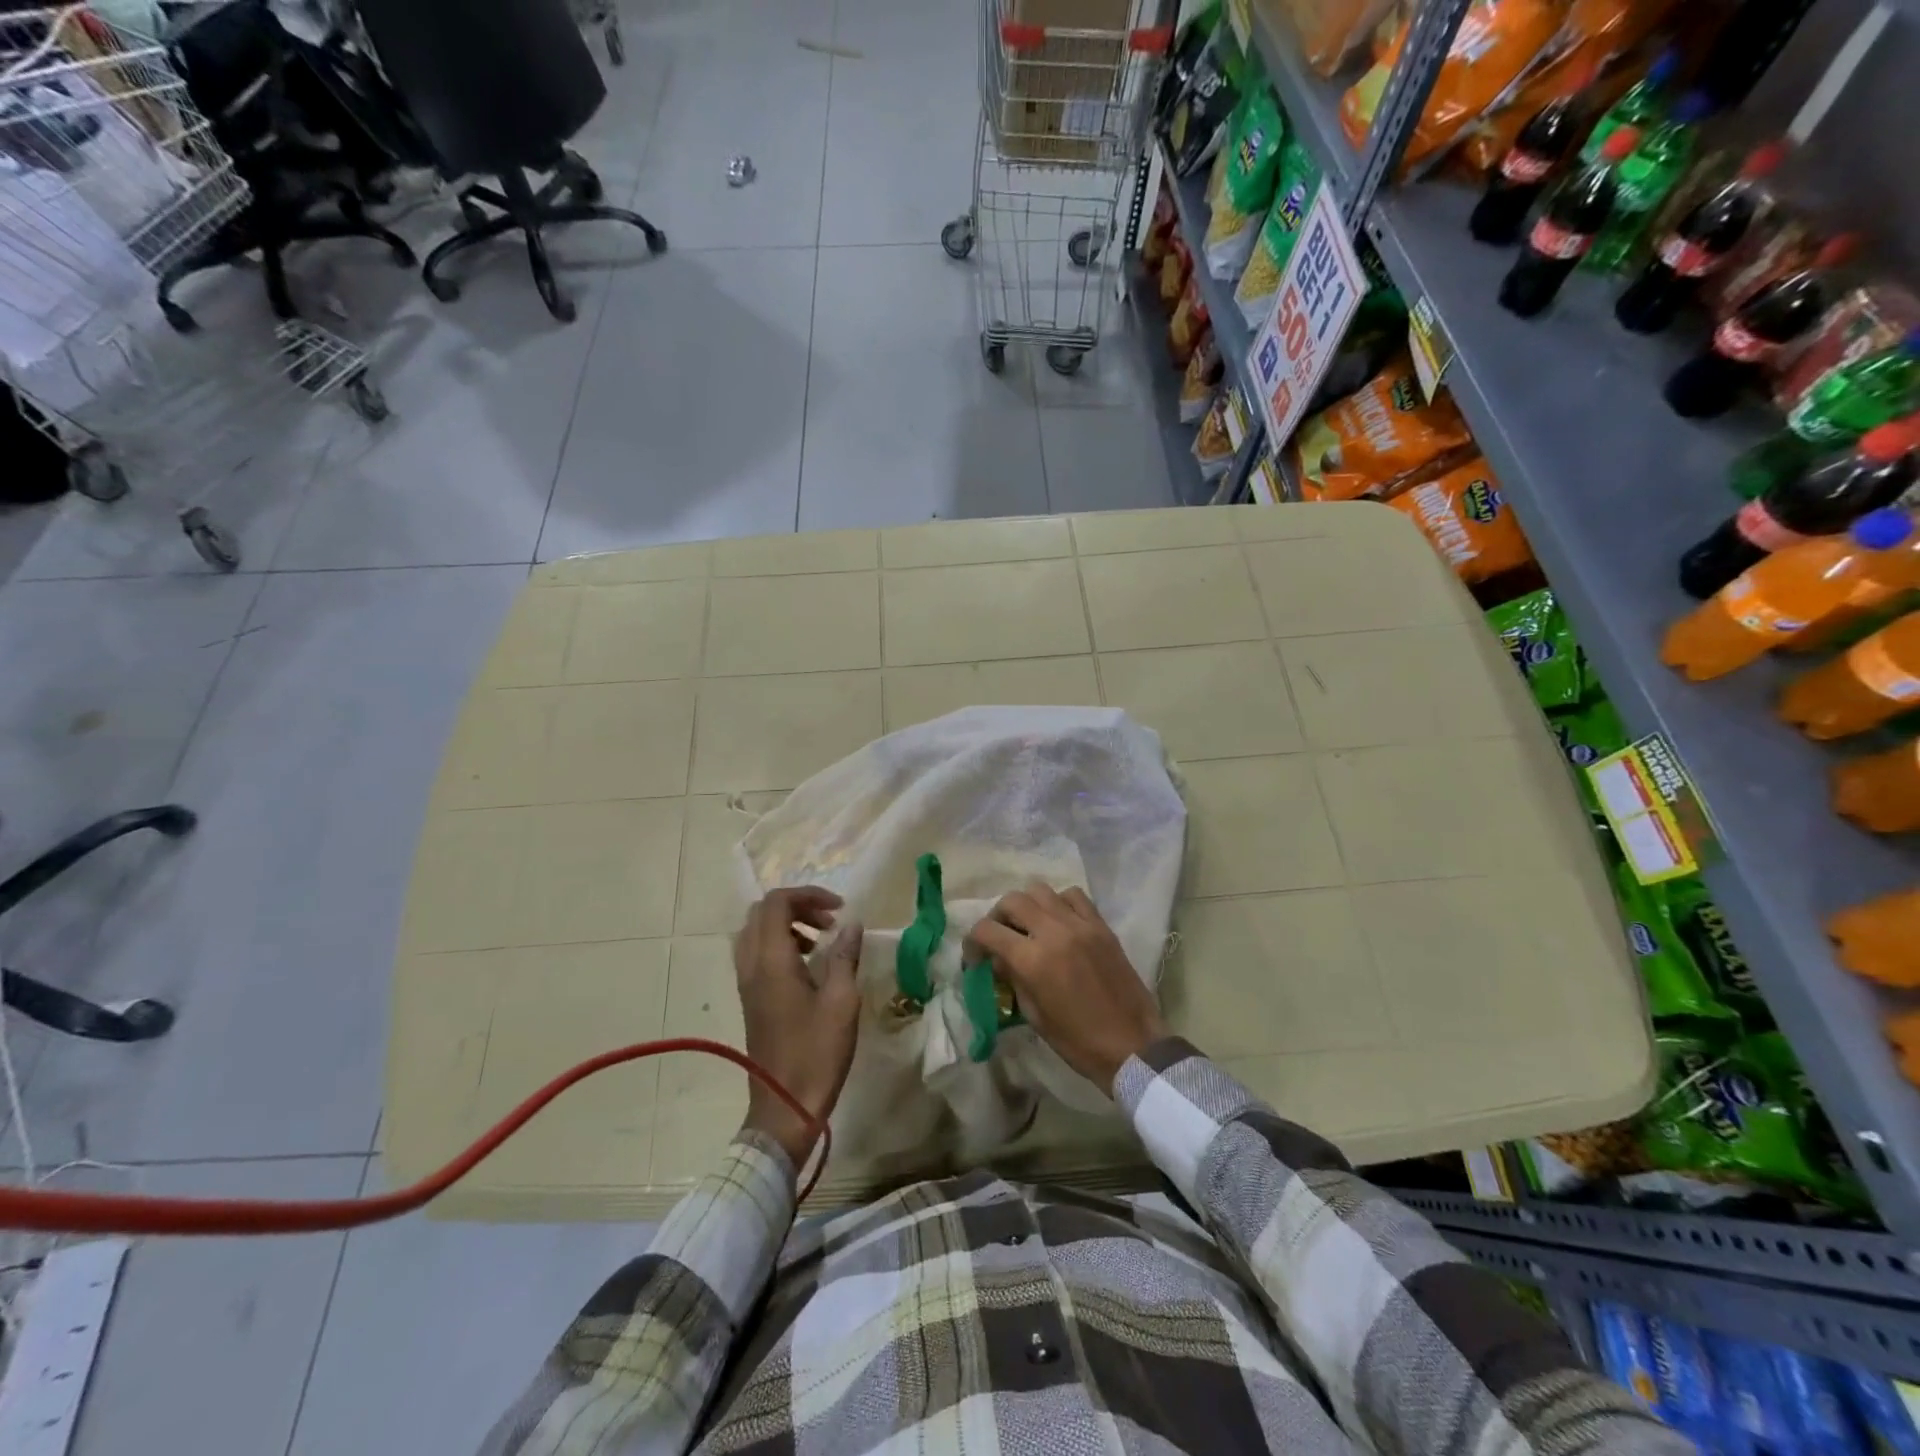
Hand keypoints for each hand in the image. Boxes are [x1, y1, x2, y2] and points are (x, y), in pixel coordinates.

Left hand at [733, 887, 862, 1169]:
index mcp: (771, 961)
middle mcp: (751, 965)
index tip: (839, 908)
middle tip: (830, 920)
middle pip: (762, 912)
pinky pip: (757, 954)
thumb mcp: (841, 1002)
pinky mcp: (750, 999)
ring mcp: (746, 984)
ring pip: (756, 933)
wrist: (784, 1107)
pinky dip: (780, 944)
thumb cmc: (816, 1054)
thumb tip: (852, 924)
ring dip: (787, 925)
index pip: (777, 903)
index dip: (808, 895)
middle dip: (797, 906)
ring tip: (822, 940)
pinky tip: (808, 965)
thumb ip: (844, 957)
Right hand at [967, 883, 1165, 1095]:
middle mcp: (1054, 932)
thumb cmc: (1078, 1041)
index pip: (988, 931)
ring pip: (1041, 890)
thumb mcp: (1035, 1016)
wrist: (1132, 1045)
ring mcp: (1080, 925)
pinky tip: (1058, 921)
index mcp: (1033, 960)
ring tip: (1027, 925)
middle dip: (997, 916)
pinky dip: (1058, 902)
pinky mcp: (1101, 925)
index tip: (974, 956)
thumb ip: (1013, 980)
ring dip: (1026, 904)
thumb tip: (999, 959)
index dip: (973, 941)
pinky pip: (1074, 896)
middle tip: (999, 937)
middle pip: (1012, 901)